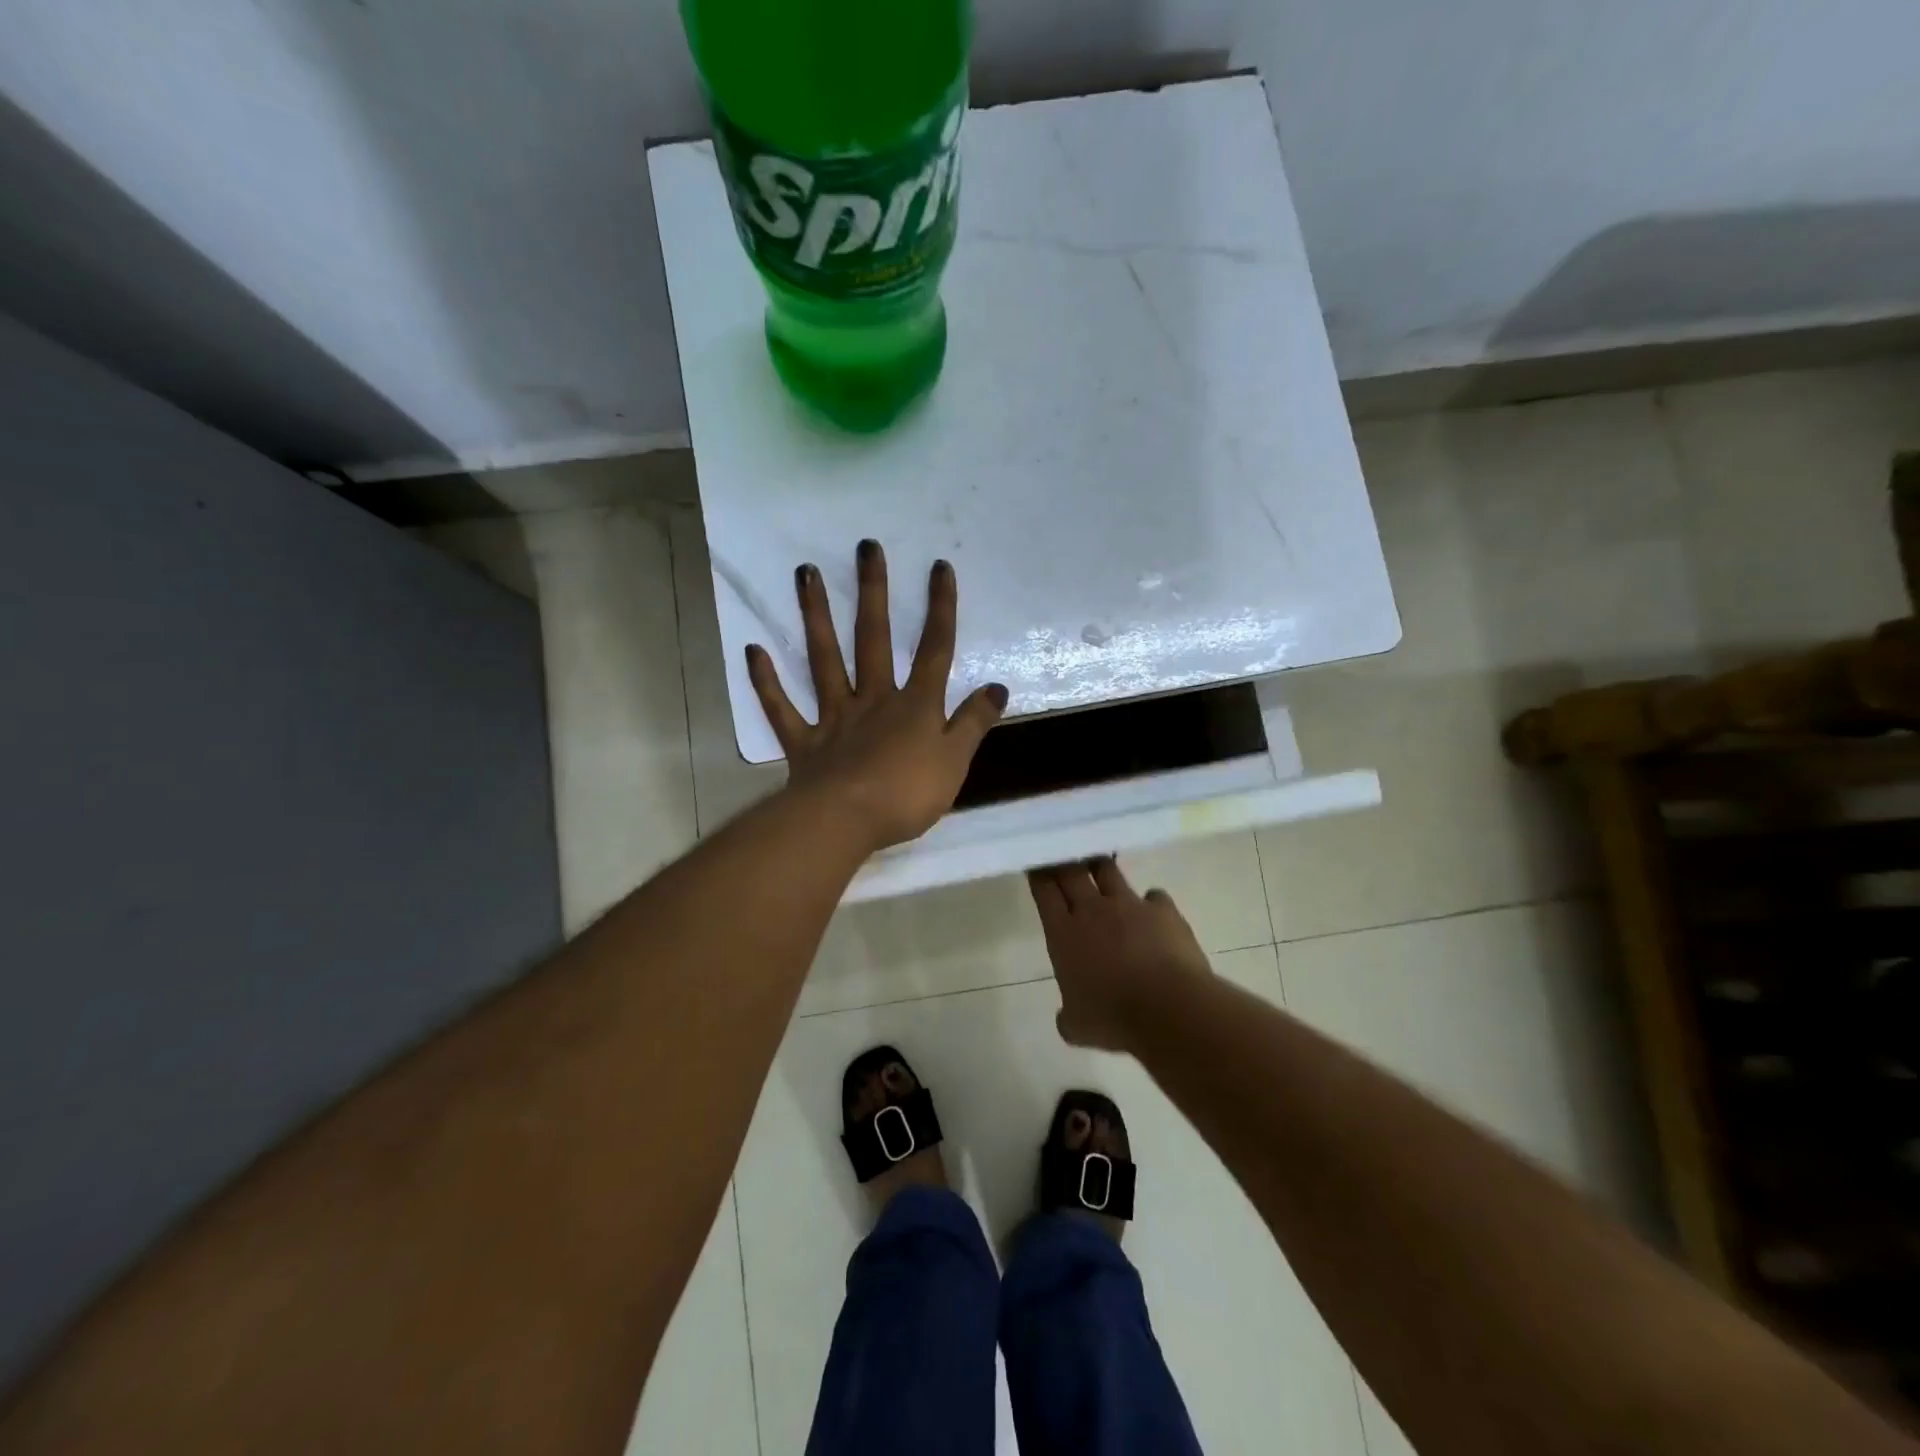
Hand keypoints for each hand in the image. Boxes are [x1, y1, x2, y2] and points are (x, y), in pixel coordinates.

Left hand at [747, 540, 1007, 852]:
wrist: (847, 821)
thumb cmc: (907, 794)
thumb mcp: (956, 761)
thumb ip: (974, 723)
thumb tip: (998, 687)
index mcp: (914, 705)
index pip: (934, 650)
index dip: (940, 609)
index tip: (938, 567)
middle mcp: (874, 699)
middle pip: (874, 638)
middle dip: (873, 592)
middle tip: (865, 547)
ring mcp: (834, 717)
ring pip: (824, 659)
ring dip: (815, 616)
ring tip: (804, 573)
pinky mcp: (804, 742)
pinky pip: (782, 708)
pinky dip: (766, 682)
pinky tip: (753, 650)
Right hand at [1029, 857, 1212, 1050]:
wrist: (1170, 1009)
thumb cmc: (1114, 1018)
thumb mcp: (1078, 1027)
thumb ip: (1068, 1015)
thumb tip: (1067, 1016)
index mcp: (1064, 933)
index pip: (1045, 891)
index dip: (1040, 875)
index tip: (1038, 864)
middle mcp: (1093, 910)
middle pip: (1072, 872)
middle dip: (1065, 861)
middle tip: (1063, 855)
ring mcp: (1130, 905)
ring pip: (1109, 871)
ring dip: (1101, 868)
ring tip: (1099, 867)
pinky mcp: (1163, 910)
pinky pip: (1154, 897)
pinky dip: (1150, 903)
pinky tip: (1153, 914)